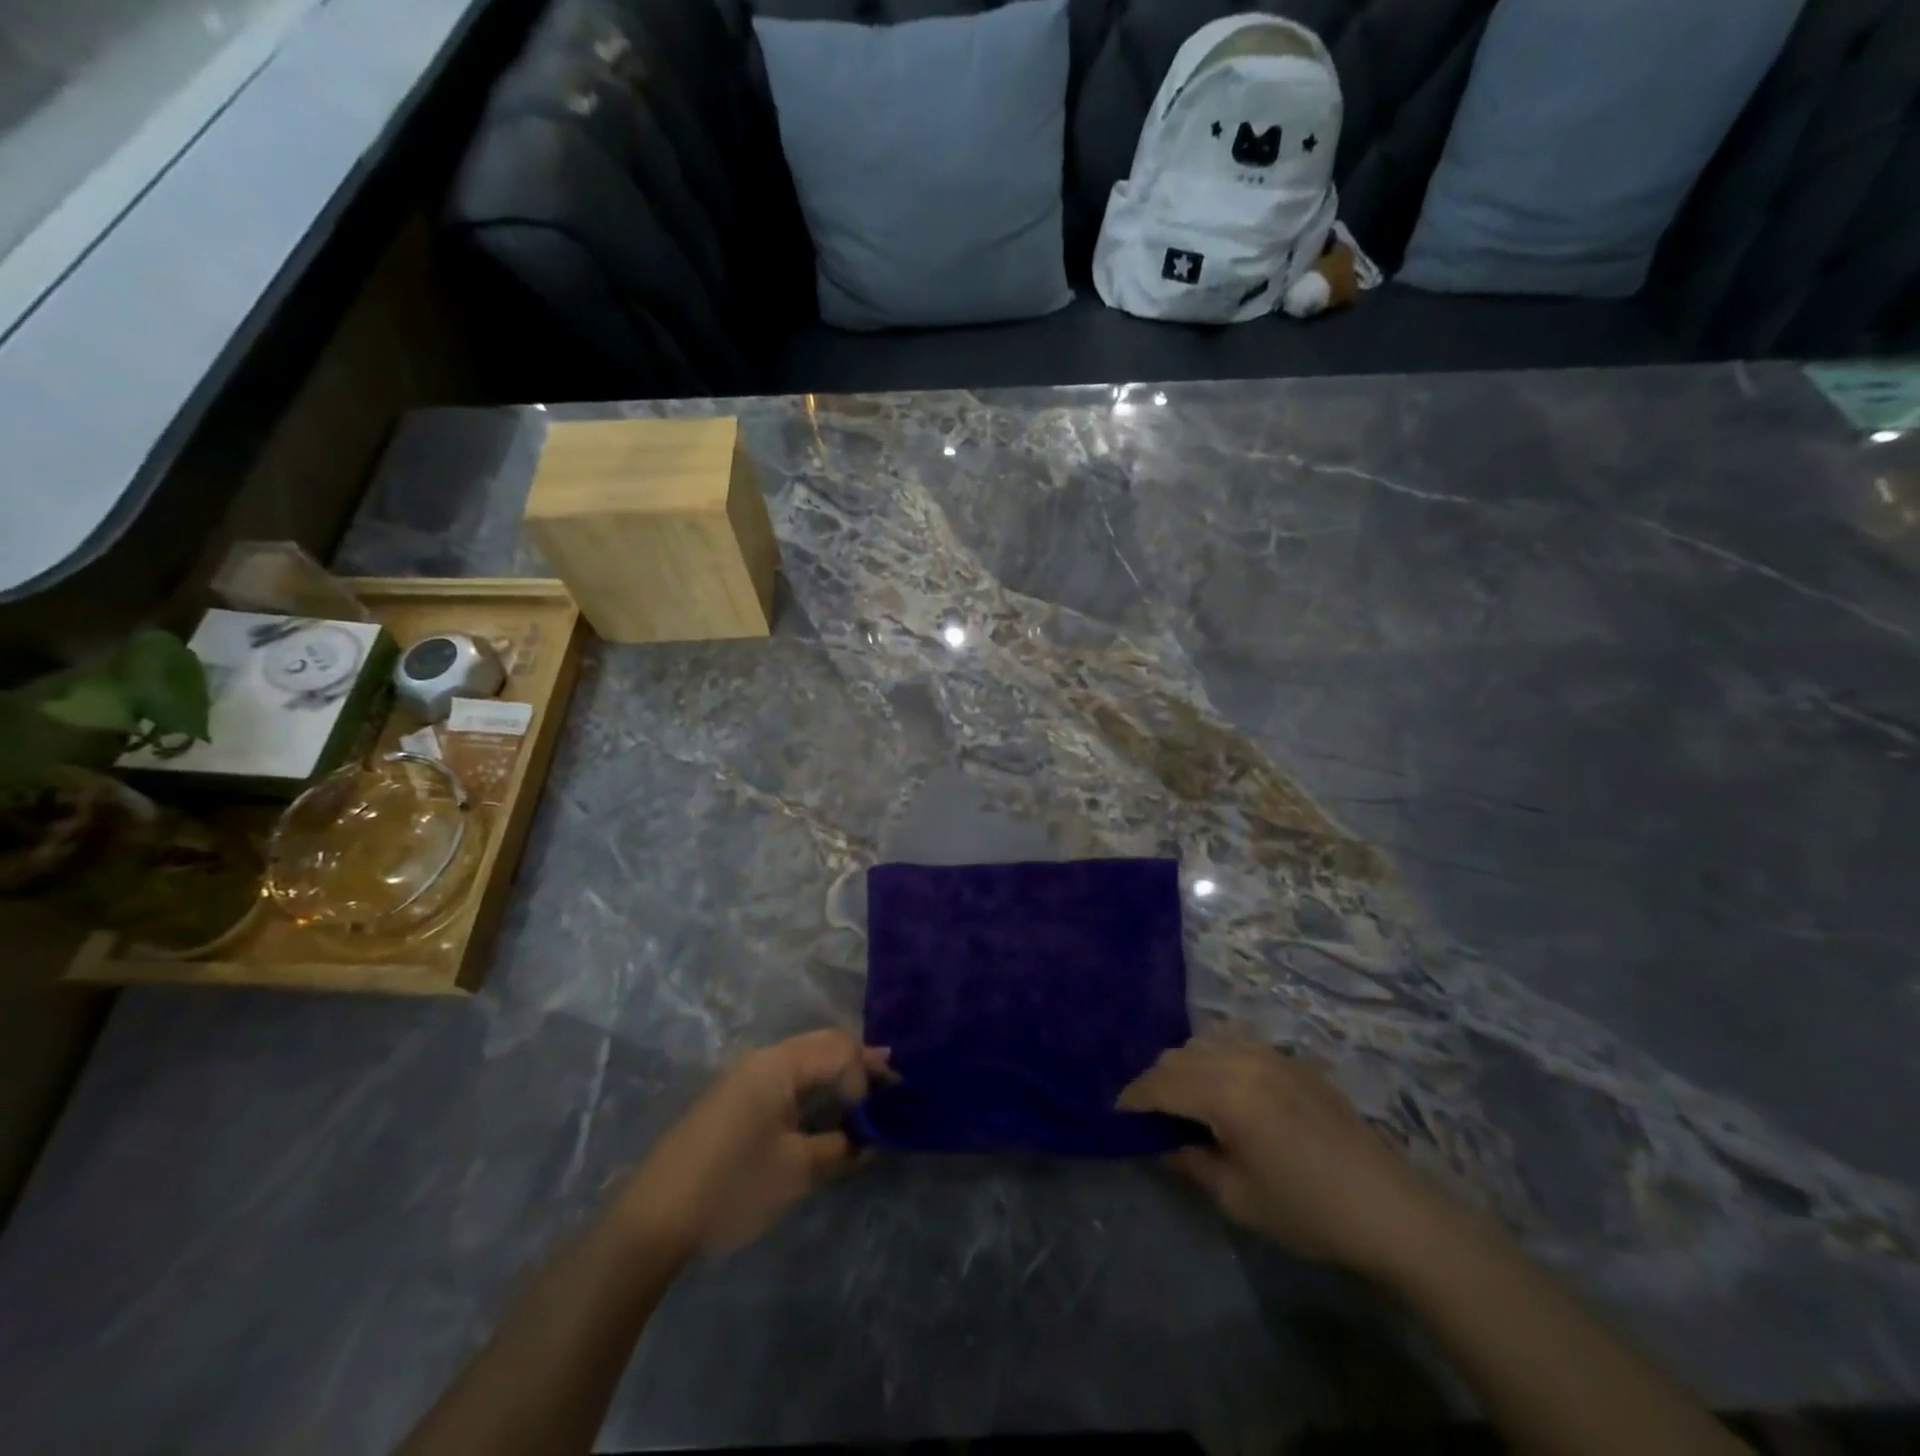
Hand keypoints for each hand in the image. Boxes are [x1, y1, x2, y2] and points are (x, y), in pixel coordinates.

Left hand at [616, 1030, 888, 1260]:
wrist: (652, 1221)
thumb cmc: (732, 1187)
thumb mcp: (797, 1172)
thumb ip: (840, 1149)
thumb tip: (868, 1140)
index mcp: (778, 1064)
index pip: (839, 1048)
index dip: (867, 1074)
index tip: (883, 1113)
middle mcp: (763, 1059)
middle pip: (824, 1045)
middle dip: (859, 1064)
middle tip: (892, 1086)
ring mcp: (745, 1078)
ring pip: (805, 1060)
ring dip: (838, 1075)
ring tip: (867, 1095)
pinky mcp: (734, 1100)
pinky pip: (787, 1078)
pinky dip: (815, 1087)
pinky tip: (826, 1109)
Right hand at [1120, 1040, 1443, 1274]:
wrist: (1390, 1209)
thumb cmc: (1308, 1210)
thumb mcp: (1238, 1197)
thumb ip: (1192, 1161)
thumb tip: (1163, 1143)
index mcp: (1226, 1093)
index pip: (1160, 1083)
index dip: (1134, 1098)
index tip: (1117, 1116)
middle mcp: (1242, 1060)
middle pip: (1178, 1056)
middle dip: (1156, 1082)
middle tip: (1152, 1118)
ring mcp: (1270, 1054)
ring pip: (1205, 1043)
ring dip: (1185, 1067)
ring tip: (1186, 1104)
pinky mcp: (1291, 1060)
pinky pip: (1234, 1045)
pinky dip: (1214, 1059)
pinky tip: (1223, 1092)